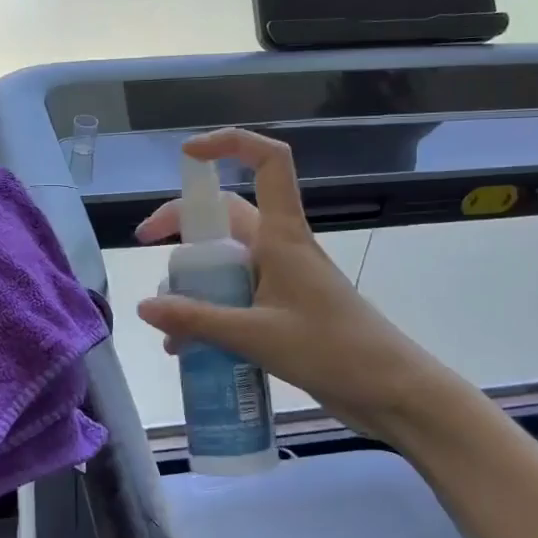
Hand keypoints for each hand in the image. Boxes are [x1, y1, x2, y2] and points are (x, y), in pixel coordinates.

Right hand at [134, 129, 446, 432]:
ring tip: (170, 325)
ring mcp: (283, 279)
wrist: (393, 393)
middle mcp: (281, 248)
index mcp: (283, 236)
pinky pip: (236, 296)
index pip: (267, 162)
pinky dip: (210, 312)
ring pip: (227, 261)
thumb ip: (197, 320)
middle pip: (227, 216)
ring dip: (194, 282)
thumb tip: (143, 306)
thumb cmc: (334, 351)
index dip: (229, 144)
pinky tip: (190, 349)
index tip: (187, 155)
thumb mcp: (257, 336)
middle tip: (149, 248)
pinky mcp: (285, 309)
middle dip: (185, 226)